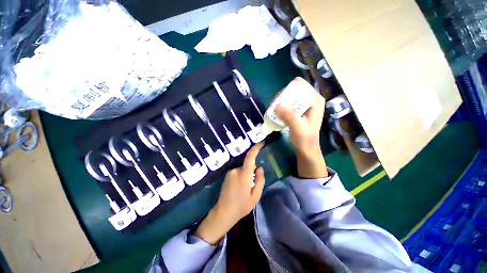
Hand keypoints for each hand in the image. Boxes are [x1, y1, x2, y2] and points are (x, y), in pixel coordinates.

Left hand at [195, 143, 264, 244]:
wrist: (223, 212)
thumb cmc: (241, 206)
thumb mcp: (255, 196)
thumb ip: (259, 180)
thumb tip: (259, 168)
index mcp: (244, 175)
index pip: (250, 157)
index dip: (256, 148)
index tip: (261, 143)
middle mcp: (235, 170)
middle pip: (248, 165)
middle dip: (252, 172)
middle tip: (252, 186)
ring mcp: (230, 172)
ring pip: (243, 169)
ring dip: (247, 175)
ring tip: (245, 189)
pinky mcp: (227, 175)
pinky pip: (238, 172)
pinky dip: (242, 176)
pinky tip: (240, 188)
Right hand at [275, 79, 327, 177]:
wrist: (306, 149)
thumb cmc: (305, 138)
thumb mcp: (298, 127)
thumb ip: (289, 115)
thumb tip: (276, 105)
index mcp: (315, 100)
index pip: (300, 85)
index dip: (288, 90)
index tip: (279, 100)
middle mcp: (311, 99)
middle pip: (294, 90)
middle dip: (283, 97)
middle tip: (275, 107)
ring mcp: (305, 105)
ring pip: (290, 97)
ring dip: (281, 102)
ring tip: (274, 110)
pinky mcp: (300, 111)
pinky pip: (289, 104)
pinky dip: (282, 107)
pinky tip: (277, 113)